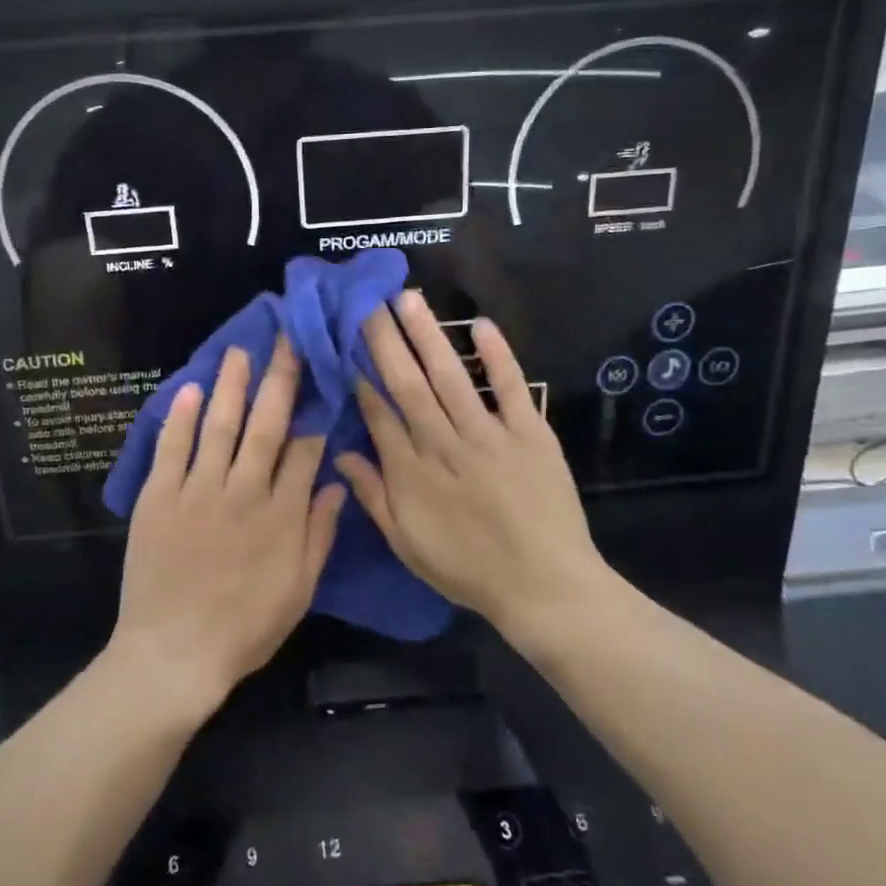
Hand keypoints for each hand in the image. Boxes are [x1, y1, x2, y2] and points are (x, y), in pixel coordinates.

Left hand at [113, 336, 345, 718]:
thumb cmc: (244, 628)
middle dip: (279, 380)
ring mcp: (197, 491)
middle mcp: (243, 491)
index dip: (313, 414)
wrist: (174, 655)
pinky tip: (188, 389)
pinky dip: (179, 418)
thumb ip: (318, 535)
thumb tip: (336, 485)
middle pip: (265, 426)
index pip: (304, 451)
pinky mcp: (159, 497)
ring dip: (231, 386)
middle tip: (285, 341)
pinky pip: (171, 449)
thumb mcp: (298, 590)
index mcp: (281, 515)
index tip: (319, 381)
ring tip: (239, 351)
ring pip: (219, 427)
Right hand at [336, 292, 608, 637]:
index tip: (347, 341)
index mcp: (412, 472)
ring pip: (451, 377)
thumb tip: (342, 454)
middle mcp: (444, 444)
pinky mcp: (530, 433)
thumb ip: (373, 497)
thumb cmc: (469, 569)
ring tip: (408, 299)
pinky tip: (481, 324)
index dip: (361, 376)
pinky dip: (498, 356)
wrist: (544, 586)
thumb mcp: (407, 544)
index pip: (379, 413)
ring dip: (428, 336)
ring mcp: (489, 435)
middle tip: (368, 301)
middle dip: (385, 340)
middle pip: (409, 384)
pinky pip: (511, 388)